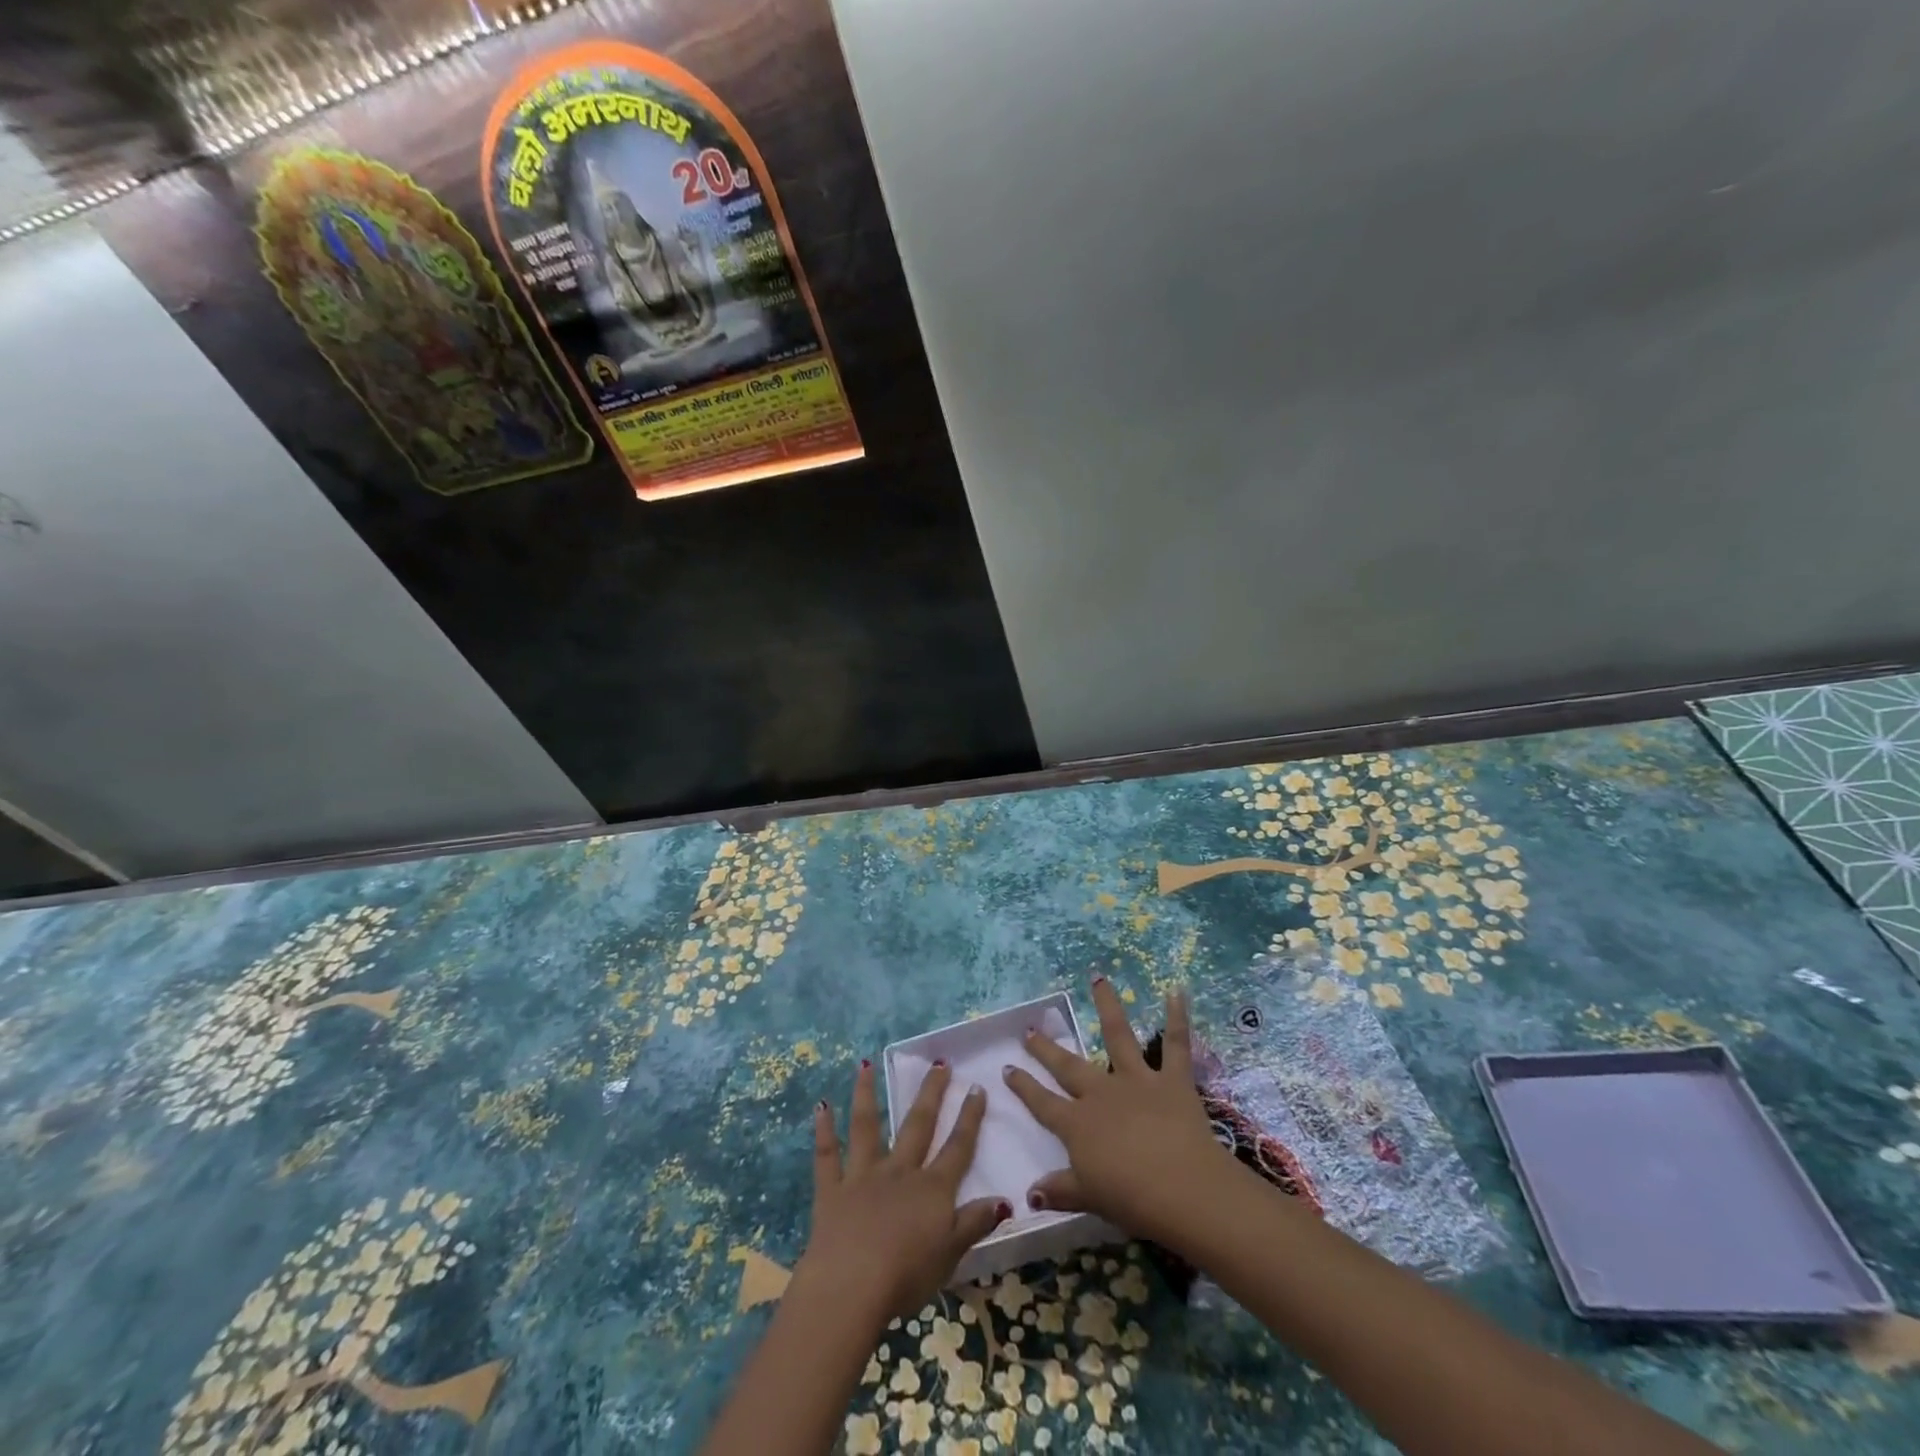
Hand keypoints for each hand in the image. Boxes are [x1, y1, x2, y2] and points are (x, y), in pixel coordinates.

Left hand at [799, 1059, 1011, 1321]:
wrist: (852, 1286)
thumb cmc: (906, 1276)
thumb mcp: (951, 1255)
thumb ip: (975, 1224)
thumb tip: (1005, 1200)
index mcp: (931, 1189)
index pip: (957, 1147)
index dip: (969, 1118)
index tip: (976, 1088)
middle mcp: (899, 1172)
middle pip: (918, 1125)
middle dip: (930, 1093)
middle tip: (938, 1063)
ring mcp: (863, 1176)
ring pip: (866, 1127)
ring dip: (866, 1094)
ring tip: (865, 1065)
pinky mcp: (832, 1190)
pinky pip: (827, 1155)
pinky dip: (824, 1130)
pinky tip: (821, 1106)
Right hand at [1002, 978, 1228, 1241]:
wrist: (1182, 1189)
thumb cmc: (1132, 1199)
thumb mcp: (1089, 1198)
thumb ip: (1060, 1190)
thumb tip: (1029, 1193)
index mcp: (1078, 1124)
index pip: (1043, 1103)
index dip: (1024, 1087)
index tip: (1008, 1068)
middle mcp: (1101, 1093)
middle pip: (1068, 1066)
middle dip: (1047, 1048)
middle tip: (1030, 1029)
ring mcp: (1136, 1080)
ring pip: (1118, 1035)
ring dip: (1107, 1005)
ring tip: (1098, 978)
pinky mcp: (1172, 1080)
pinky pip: (1176, 1044)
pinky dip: (1178, 1016)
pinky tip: (1176, 990)